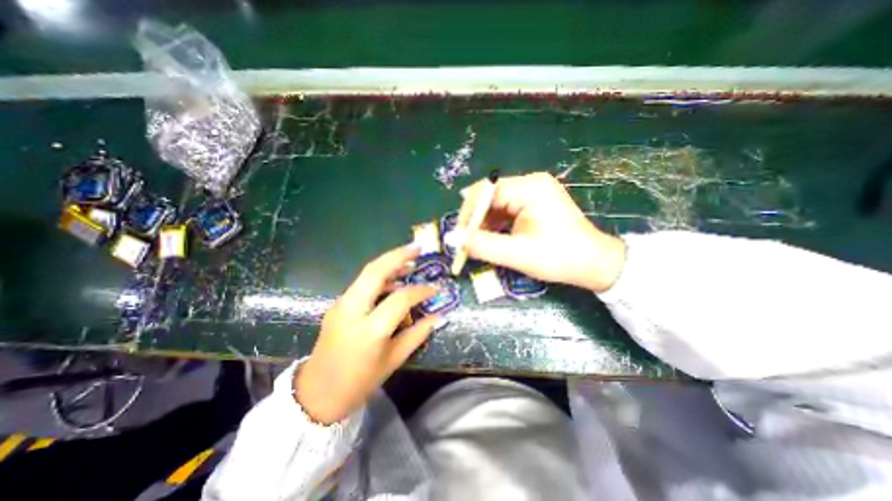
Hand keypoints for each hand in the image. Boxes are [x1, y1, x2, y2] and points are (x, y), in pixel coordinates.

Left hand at [295, 245, 441, 424]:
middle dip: (398, 255)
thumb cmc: (360, 381)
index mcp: (370, 330)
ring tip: (409, 261)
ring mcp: (341, 304)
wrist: (318, 393)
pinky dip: (380, 276)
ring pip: (367, 273)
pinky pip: (362, 283)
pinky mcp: (338, 304)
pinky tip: (393, 280)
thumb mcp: (394, 359)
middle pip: (375, 271)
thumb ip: (418, 334)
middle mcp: (352, 310)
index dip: (420, 290)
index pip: (400, 299)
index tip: (434, 289)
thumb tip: (439, 317)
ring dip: (389, 262)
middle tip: (418, 248)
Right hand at [453, 170, 625, 290]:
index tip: (459, 234)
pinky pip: (508, 208)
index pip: (487, 192)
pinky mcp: (536, 202)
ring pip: (498, 203)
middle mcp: (531, 183)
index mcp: (529, 188)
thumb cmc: (558, 258)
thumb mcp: (517, 254)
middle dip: (476, 218)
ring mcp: (535, 191)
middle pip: (491, 195)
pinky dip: (497, 223)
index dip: (469, 213)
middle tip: (466, 240)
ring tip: (479, 242)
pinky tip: (494, 237)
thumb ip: (482, 245)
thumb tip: (452, 239)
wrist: (594, 264)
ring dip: (486, 222)